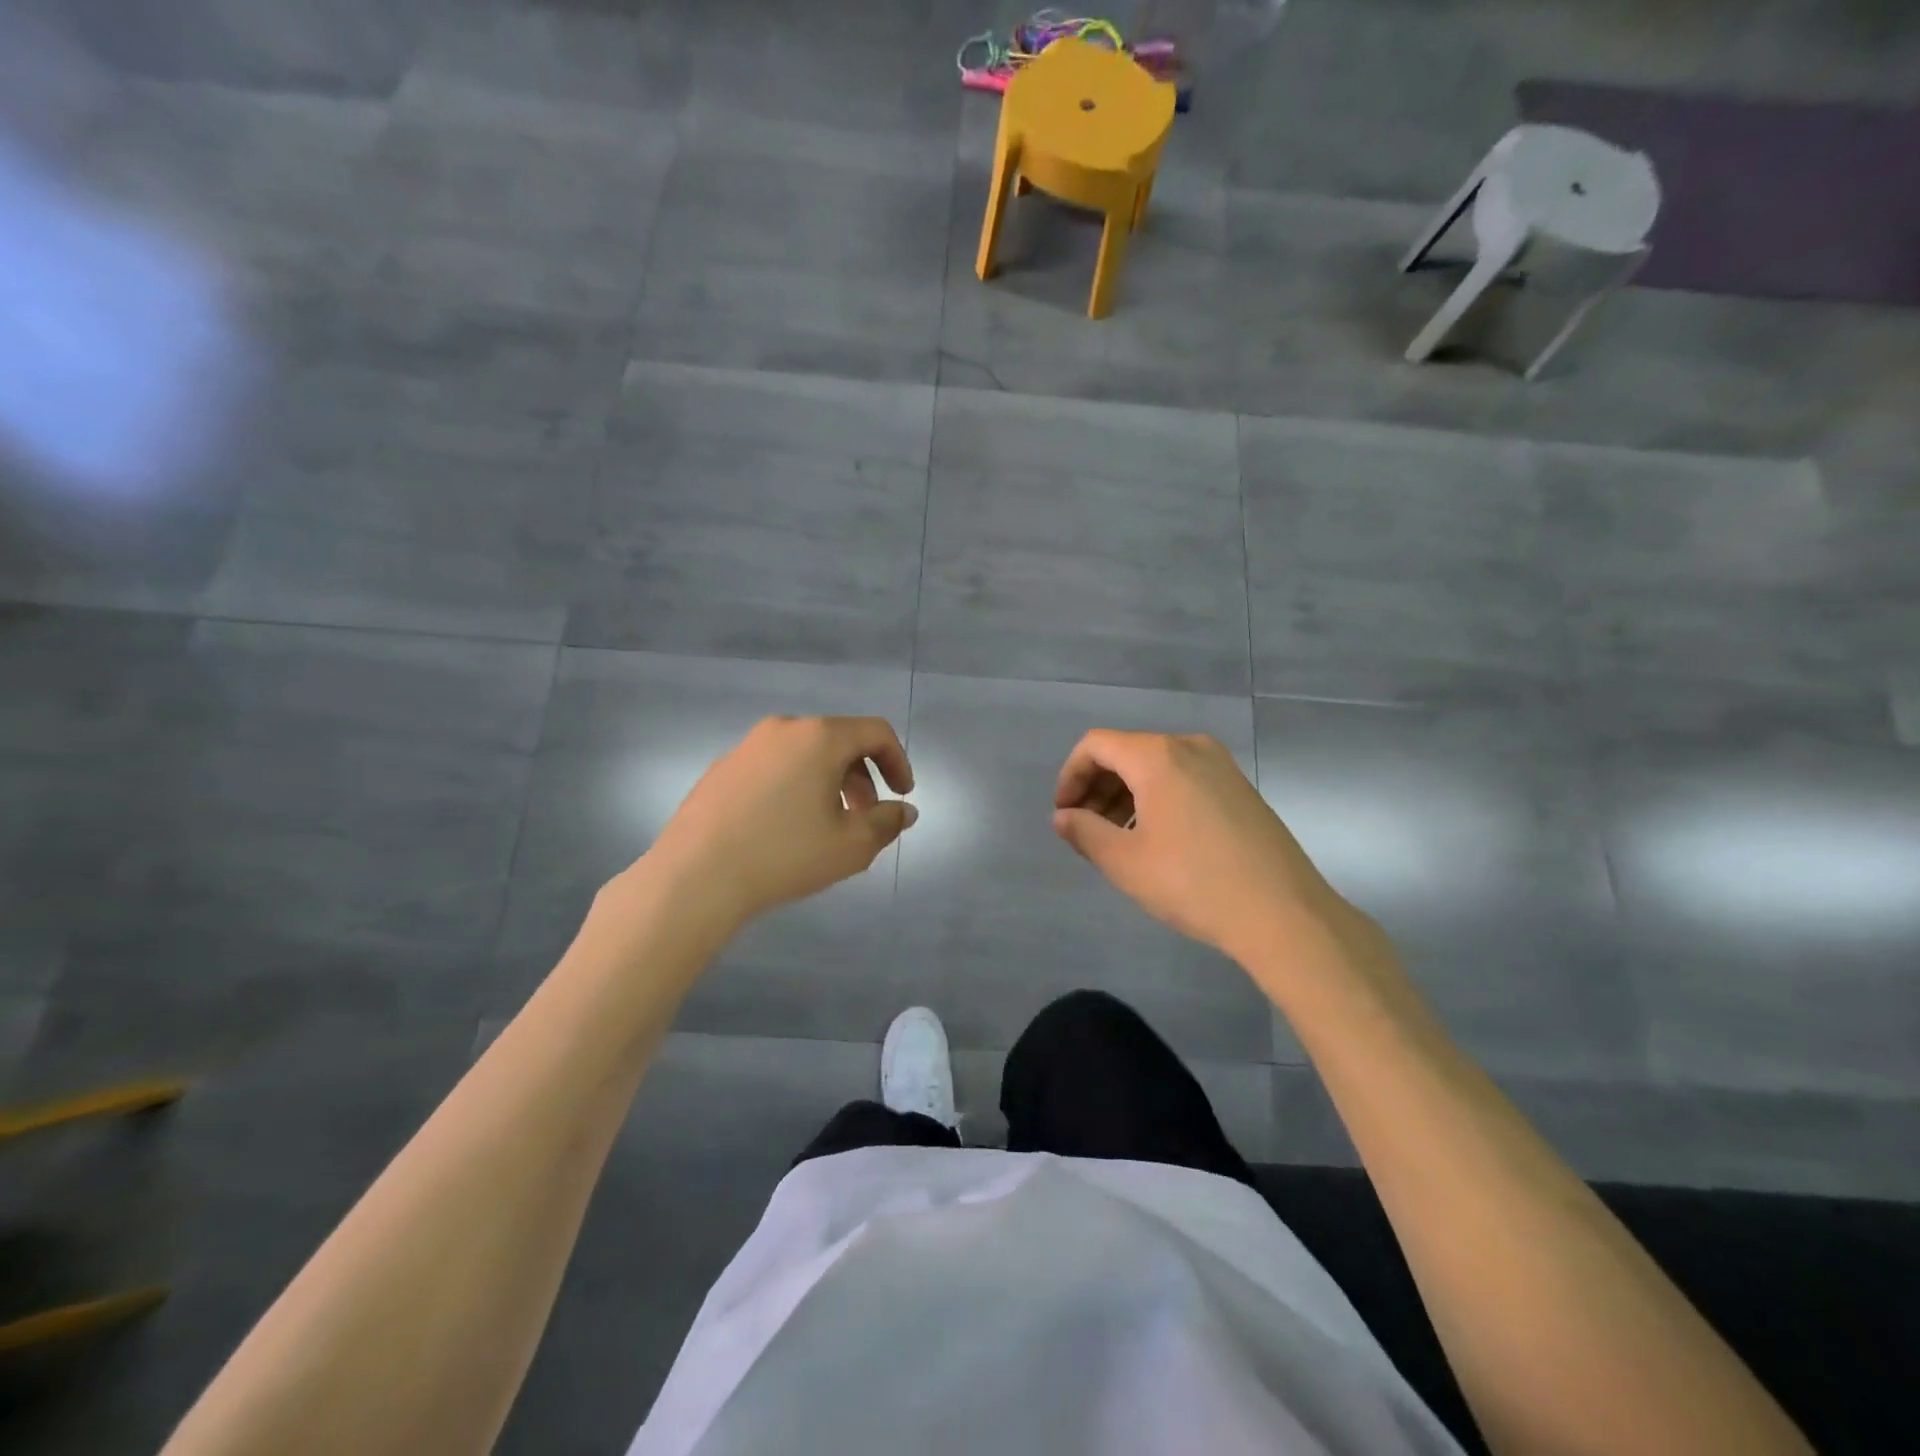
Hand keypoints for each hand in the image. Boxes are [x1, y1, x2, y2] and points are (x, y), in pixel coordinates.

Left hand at [638, 716, 916, 932]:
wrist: (695, 877)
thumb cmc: (784, 855)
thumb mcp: (851, 846)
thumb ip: (886, 823)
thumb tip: (903, 811)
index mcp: (819, 737)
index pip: (875, 732)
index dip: (898, 761)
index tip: (902, 795)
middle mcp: (783, 730)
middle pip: (838, 741)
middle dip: (863, 776)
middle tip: (867, 816)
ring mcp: (747, 747)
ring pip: (804, 755)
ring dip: (829, 783)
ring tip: (829, 825)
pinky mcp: (722, 769)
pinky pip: (774, 768)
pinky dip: (795, 787)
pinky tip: (786, 828)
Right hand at [1052, 730, 1357, 966]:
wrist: (1284, 914)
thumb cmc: (1193, 883)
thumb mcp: (1125, 862)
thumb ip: (1084, 832)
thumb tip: (1063, 817)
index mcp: (1158, 756)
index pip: (1095, 745)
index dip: (1070, 776)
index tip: (1064, 815)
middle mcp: (1190, 747)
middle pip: (1126, 752)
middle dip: (1097, 787)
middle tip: (1086, 830)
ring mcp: (1221, 766)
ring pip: (1156, 767)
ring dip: (1126, 795)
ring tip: (1118, 840)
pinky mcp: (1240, 788)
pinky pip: (1184, 779)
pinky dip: (1157, 799)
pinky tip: (1157, 840)